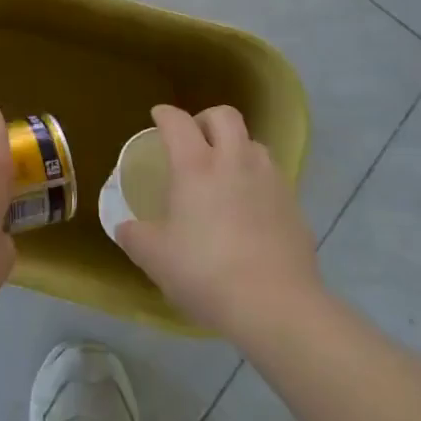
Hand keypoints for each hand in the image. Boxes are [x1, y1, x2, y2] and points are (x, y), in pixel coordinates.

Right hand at [116, 105, 321, 340]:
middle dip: (206, 119)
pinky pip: (273, 178)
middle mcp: (235, 161)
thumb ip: (135, 237)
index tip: (158, 117)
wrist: (277, 306)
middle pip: (224, 116)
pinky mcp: (294, 206)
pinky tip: (250, 210)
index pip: (178, 122)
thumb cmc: (206, 273)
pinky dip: (257, 181)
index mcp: (196, 165)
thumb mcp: (155, 258)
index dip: (165, 114)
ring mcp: (270, 180)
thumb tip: (126, 228)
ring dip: (237, 148)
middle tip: (195, 140)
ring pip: (254, 144)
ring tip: (226, 174)